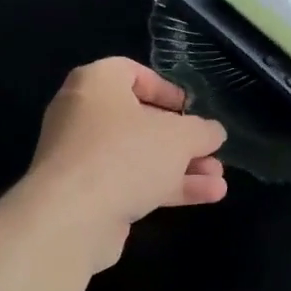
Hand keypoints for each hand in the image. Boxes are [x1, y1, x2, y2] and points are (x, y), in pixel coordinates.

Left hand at [25, 58, 227, 268]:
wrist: (72, 218)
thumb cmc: (125, 155)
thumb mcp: (179, 136)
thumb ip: (202, 130)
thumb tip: (213, 132)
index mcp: (96, 84)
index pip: (131, 72)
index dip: (164, 89)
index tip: (190, 108)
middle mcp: (82, 116)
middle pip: (140, 121)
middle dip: (182, 140)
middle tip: (211, 151)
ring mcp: (82, 158)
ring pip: (139, 156)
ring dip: (181, 168)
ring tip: (219, 180)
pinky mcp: (85, 195)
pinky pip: (130, 182)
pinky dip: (164, 187)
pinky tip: (205, 197)